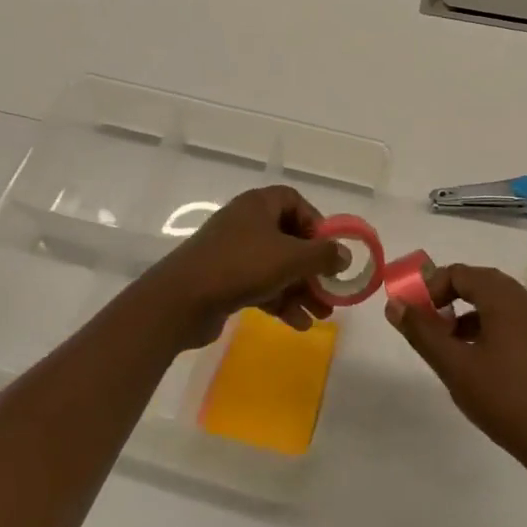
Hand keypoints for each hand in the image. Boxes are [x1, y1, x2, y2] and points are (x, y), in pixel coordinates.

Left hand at [143, 185, 346, 347]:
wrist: (181, 300)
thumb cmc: (241, 266)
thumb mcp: (290, 258)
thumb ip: (323, 255)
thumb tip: (345, 255)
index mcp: (259, 204)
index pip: (295, 202)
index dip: (316, 224)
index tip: (329, 250)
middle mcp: (246, 222)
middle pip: (289, 239)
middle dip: (313, 268)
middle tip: (331, 292)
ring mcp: (233, 252)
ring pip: (277, 266)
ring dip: (301, 289)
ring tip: (322, 315)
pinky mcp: (224, 279)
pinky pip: (261, 285)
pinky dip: (280, 301)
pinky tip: (298, 324)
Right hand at [385, 263, 526, 475]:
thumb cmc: (507, 401)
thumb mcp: (456, 367)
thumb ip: (423, 333)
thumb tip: (395, 305)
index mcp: (506, 298)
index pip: (460, 273)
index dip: (432, 287)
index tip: (414, 313)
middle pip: (481, 283)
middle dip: (450, 299)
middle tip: (429, 326)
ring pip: (499, 304)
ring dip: (470, 314)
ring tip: (450, 346)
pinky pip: (516, 321)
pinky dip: (492, 328)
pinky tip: (481, 361)